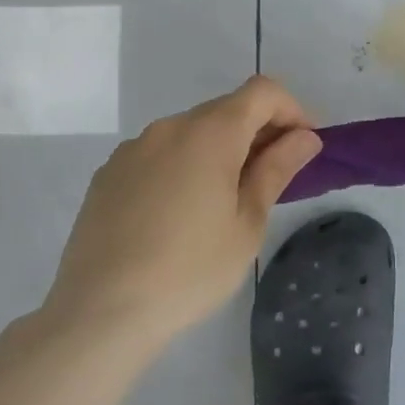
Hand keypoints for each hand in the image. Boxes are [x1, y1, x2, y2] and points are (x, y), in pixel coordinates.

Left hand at [41, 76, 322, 354]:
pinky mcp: (108, 174)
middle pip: (227, 109)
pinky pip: (160, 154)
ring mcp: (134, 148)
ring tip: (224, 201)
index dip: (292, 109)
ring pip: (192, 132)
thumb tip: (305, 137)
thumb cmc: (190, 269)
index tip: (303, 146)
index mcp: (211, 133)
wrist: (99, 313)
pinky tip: (179, 213)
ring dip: (220, 149)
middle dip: (258, 132)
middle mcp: (170, 127)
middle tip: (272, 178)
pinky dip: (183, 165)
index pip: (263, 91)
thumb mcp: (248, 223)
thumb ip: (277, 169)